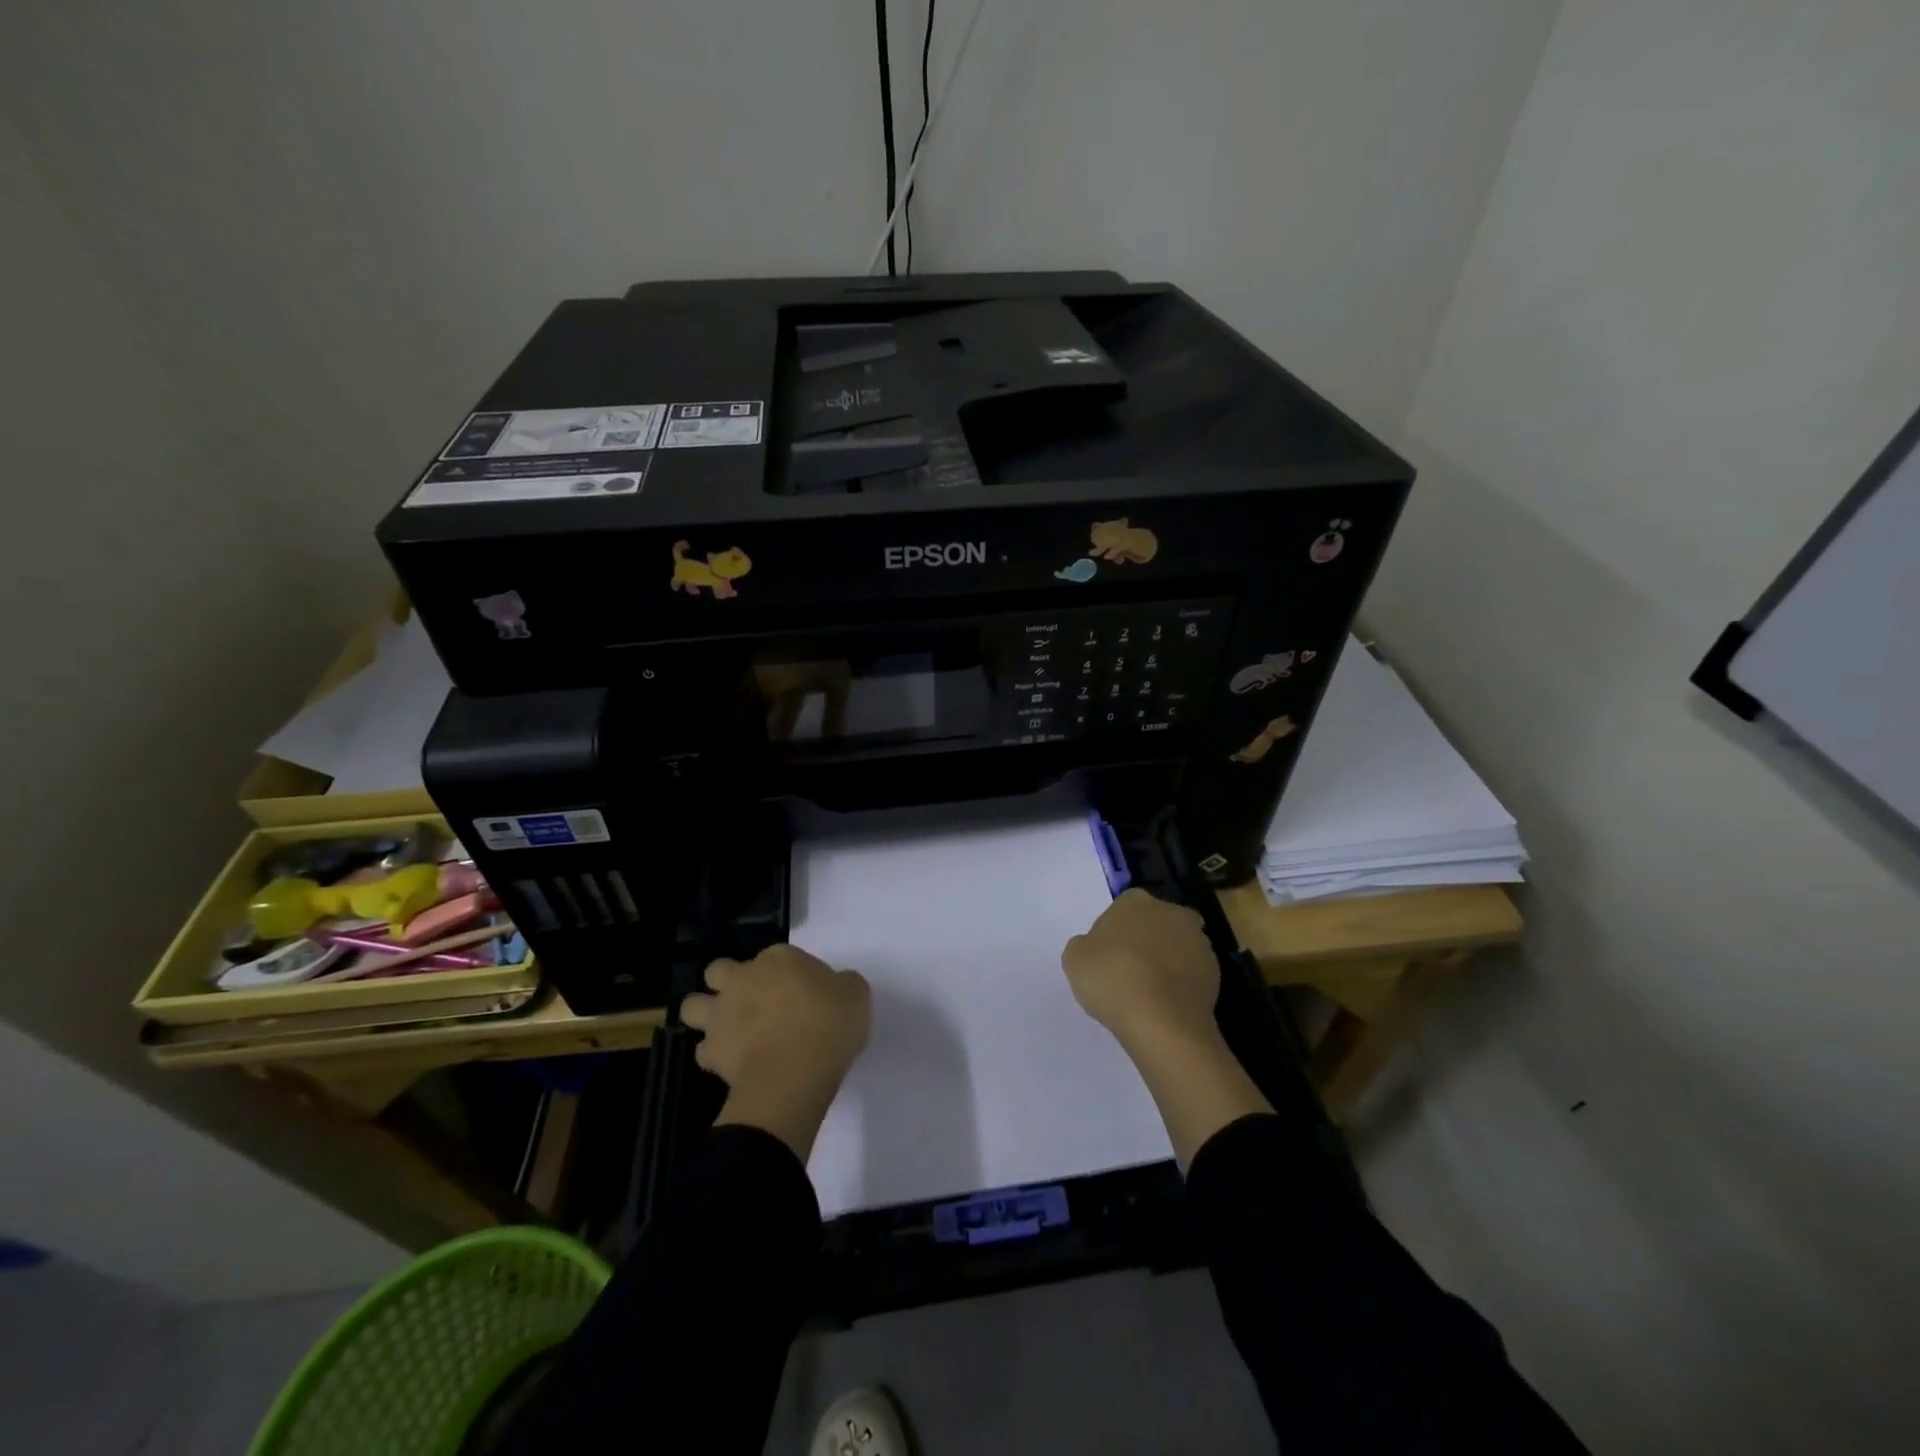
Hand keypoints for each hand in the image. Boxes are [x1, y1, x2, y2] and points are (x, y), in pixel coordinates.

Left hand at [680, 943, 870, 1162]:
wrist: (794, 1072)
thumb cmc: (829, 1023)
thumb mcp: (855, 995)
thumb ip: (842, 985)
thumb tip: (836, 988)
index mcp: (779, 958)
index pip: (779, 956)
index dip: (789, 973)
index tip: (804, 993)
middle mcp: (743, 978)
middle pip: (719, 970)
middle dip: (728, 982)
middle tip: (752, 1003)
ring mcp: (722, 1014)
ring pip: (693, 1006)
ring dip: (706, 1014)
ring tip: (728, 1030)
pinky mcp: (711, 1052)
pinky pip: (704, 1050)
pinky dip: (714, 1056)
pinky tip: (733, 1064)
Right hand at [1062, 888, 1219, 1051]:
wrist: (1162, 1021)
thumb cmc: (1112, 978)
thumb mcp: (1074, 958)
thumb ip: (1085, 945)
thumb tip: (1096, 948)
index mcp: (1136, 900)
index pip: (1123, 907)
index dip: (1115, 931)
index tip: (1106, 955)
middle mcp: (1172, 912)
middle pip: (1155, 924)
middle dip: (1146, 941)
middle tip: (1128, 970)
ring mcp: (1199, 942)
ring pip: (1177, 947)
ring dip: (1166, 962)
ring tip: (1148, 993)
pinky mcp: (1215, 974)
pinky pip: (1191, 974)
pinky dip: (1181, 985)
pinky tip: (1166, 1005)